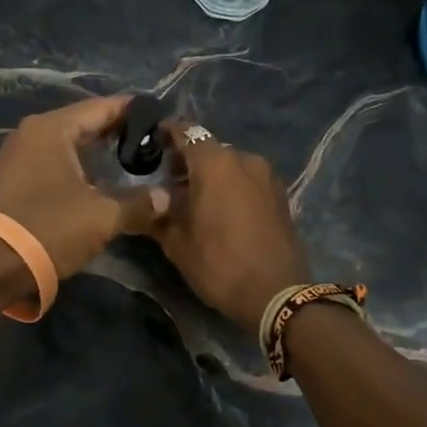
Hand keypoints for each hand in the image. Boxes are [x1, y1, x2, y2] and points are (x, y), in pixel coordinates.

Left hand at [0, 96, 169, 284]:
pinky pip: (53, 160)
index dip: (132, 112)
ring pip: (67, 143)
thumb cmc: (50, 229)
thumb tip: (167, 198)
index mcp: (51, 128)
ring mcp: (18, 155)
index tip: (160, 117)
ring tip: (130, 159)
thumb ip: (139, 203)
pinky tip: (99, 179)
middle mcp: (31, 133)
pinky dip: (77, 165)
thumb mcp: (102, 217)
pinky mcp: (13, 178)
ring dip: (96, 150)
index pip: (100, 108)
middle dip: (116, 131)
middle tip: (151, 141)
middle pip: (82, 123)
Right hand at [152, 121, 311, 334]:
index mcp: (215, 163)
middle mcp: (243, 159)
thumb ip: (158, 214)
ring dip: (210, 174)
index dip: (166, 134)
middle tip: (166, 180)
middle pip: (208, 148)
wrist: (277, 294)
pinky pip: (246, 179)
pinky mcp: (280, 194)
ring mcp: (266, 176)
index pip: (185, 132)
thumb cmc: (219, 263)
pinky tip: (219, 209)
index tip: (150, 143)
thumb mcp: (177, 243)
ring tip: (193, 198)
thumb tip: (147, 201)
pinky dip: (230, 186)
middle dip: (187, 160)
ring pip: (229, 164)